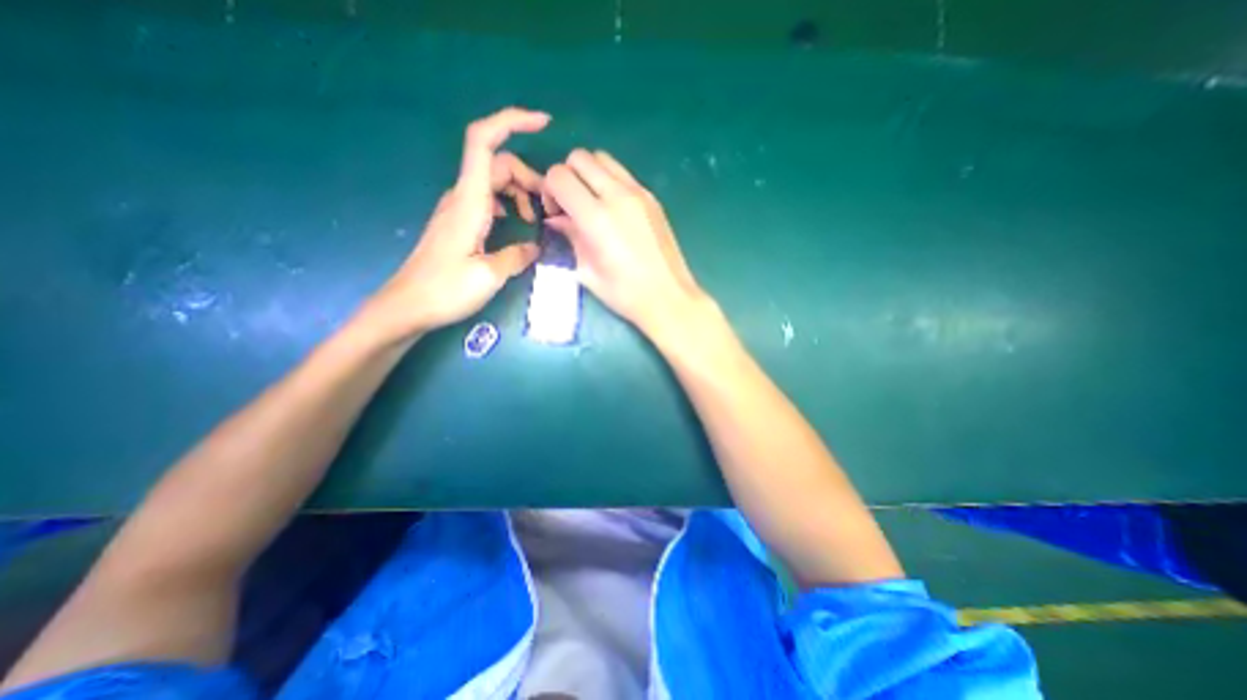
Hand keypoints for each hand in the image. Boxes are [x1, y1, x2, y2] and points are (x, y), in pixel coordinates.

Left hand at [362, 103, 550, 340]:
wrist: (408, 306)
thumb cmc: (446, 290)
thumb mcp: (490, 275)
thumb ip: (518, 256)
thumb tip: (535, 246)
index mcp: (470, 201)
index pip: (485, 141)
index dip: (512, 121)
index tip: (542, 123)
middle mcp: (462, 196)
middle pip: (499, 163)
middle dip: (529, 176)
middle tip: (549, 207)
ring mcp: (459, 208)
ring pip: (495, 181)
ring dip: (520, 192)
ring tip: (536, 219)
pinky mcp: (459, 222)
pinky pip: (489, 199)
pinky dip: (509, 203)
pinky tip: (517, 224)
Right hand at [546, 147, 710, 337]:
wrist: (668, 297)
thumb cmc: (625, 293)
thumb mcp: (587, 271)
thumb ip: (570, 237)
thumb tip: (557, 219)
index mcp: (596, 217)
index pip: (559, 176)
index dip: (549, 191)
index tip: (555, 213)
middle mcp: (617, 195)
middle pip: (579, 157)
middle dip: (567, 176)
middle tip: (570, 205)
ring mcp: (638, 192)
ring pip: (603, 158)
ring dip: (588, 174)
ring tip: (591, 204)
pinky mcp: (652, 197)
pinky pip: (623, 173)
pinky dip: (609, 181)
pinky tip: (613, 210)